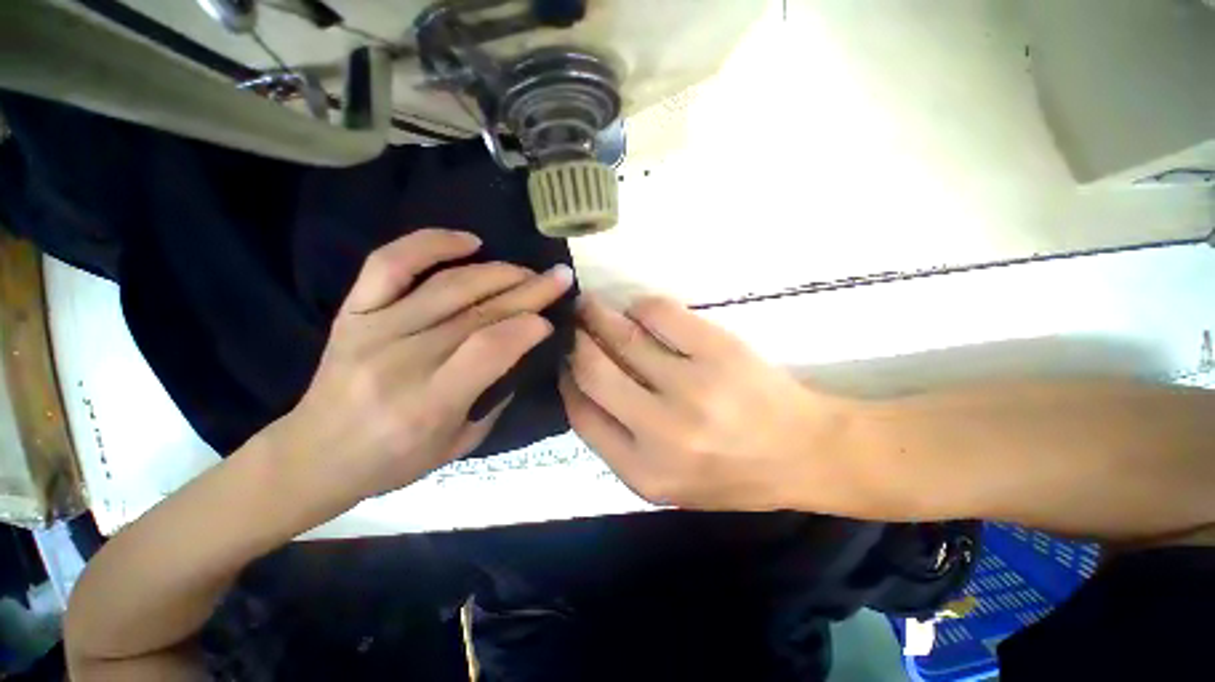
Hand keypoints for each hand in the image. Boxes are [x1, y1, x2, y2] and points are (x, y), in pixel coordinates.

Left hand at [267, 229, 573, 509]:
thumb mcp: (459, 445)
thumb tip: (520, 349)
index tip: (549, 321)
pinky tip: (469, 241)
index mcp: (428, 403)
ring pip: (448, 286)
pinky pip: (390, 264)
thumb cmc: (393, 460)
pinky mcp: (354, 311)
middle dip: (528, 291)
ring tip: (527, 270)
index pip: (489, 349)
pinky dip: (431, 244)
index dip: (526, 328)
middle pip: (477, 313)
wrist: (313, 456)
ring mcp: (373, 329)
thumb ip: (495, 397)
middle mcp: (401, 359)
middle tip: (559, 278)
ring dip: (497, 272)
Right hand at [560, 295, 857, 512]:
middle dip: (575, 340)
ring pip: (623, 336)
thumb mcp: (667, 481)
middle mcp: (661, 431)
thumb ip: (618, 442)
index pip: (581, 414)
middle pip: (593, 369)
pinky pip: (660, 314)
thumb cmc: (732, 472)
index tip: (565, 361)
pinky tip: (639, 310)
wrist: (805, 453)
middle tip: (571, 323)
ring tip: (590, 306)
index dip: (566, 380)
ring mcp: (691, 387)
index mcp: (643, 471)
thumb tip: (582, 384)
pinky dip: (642, 307)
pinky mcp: (718, 350)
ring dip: (598, 315)